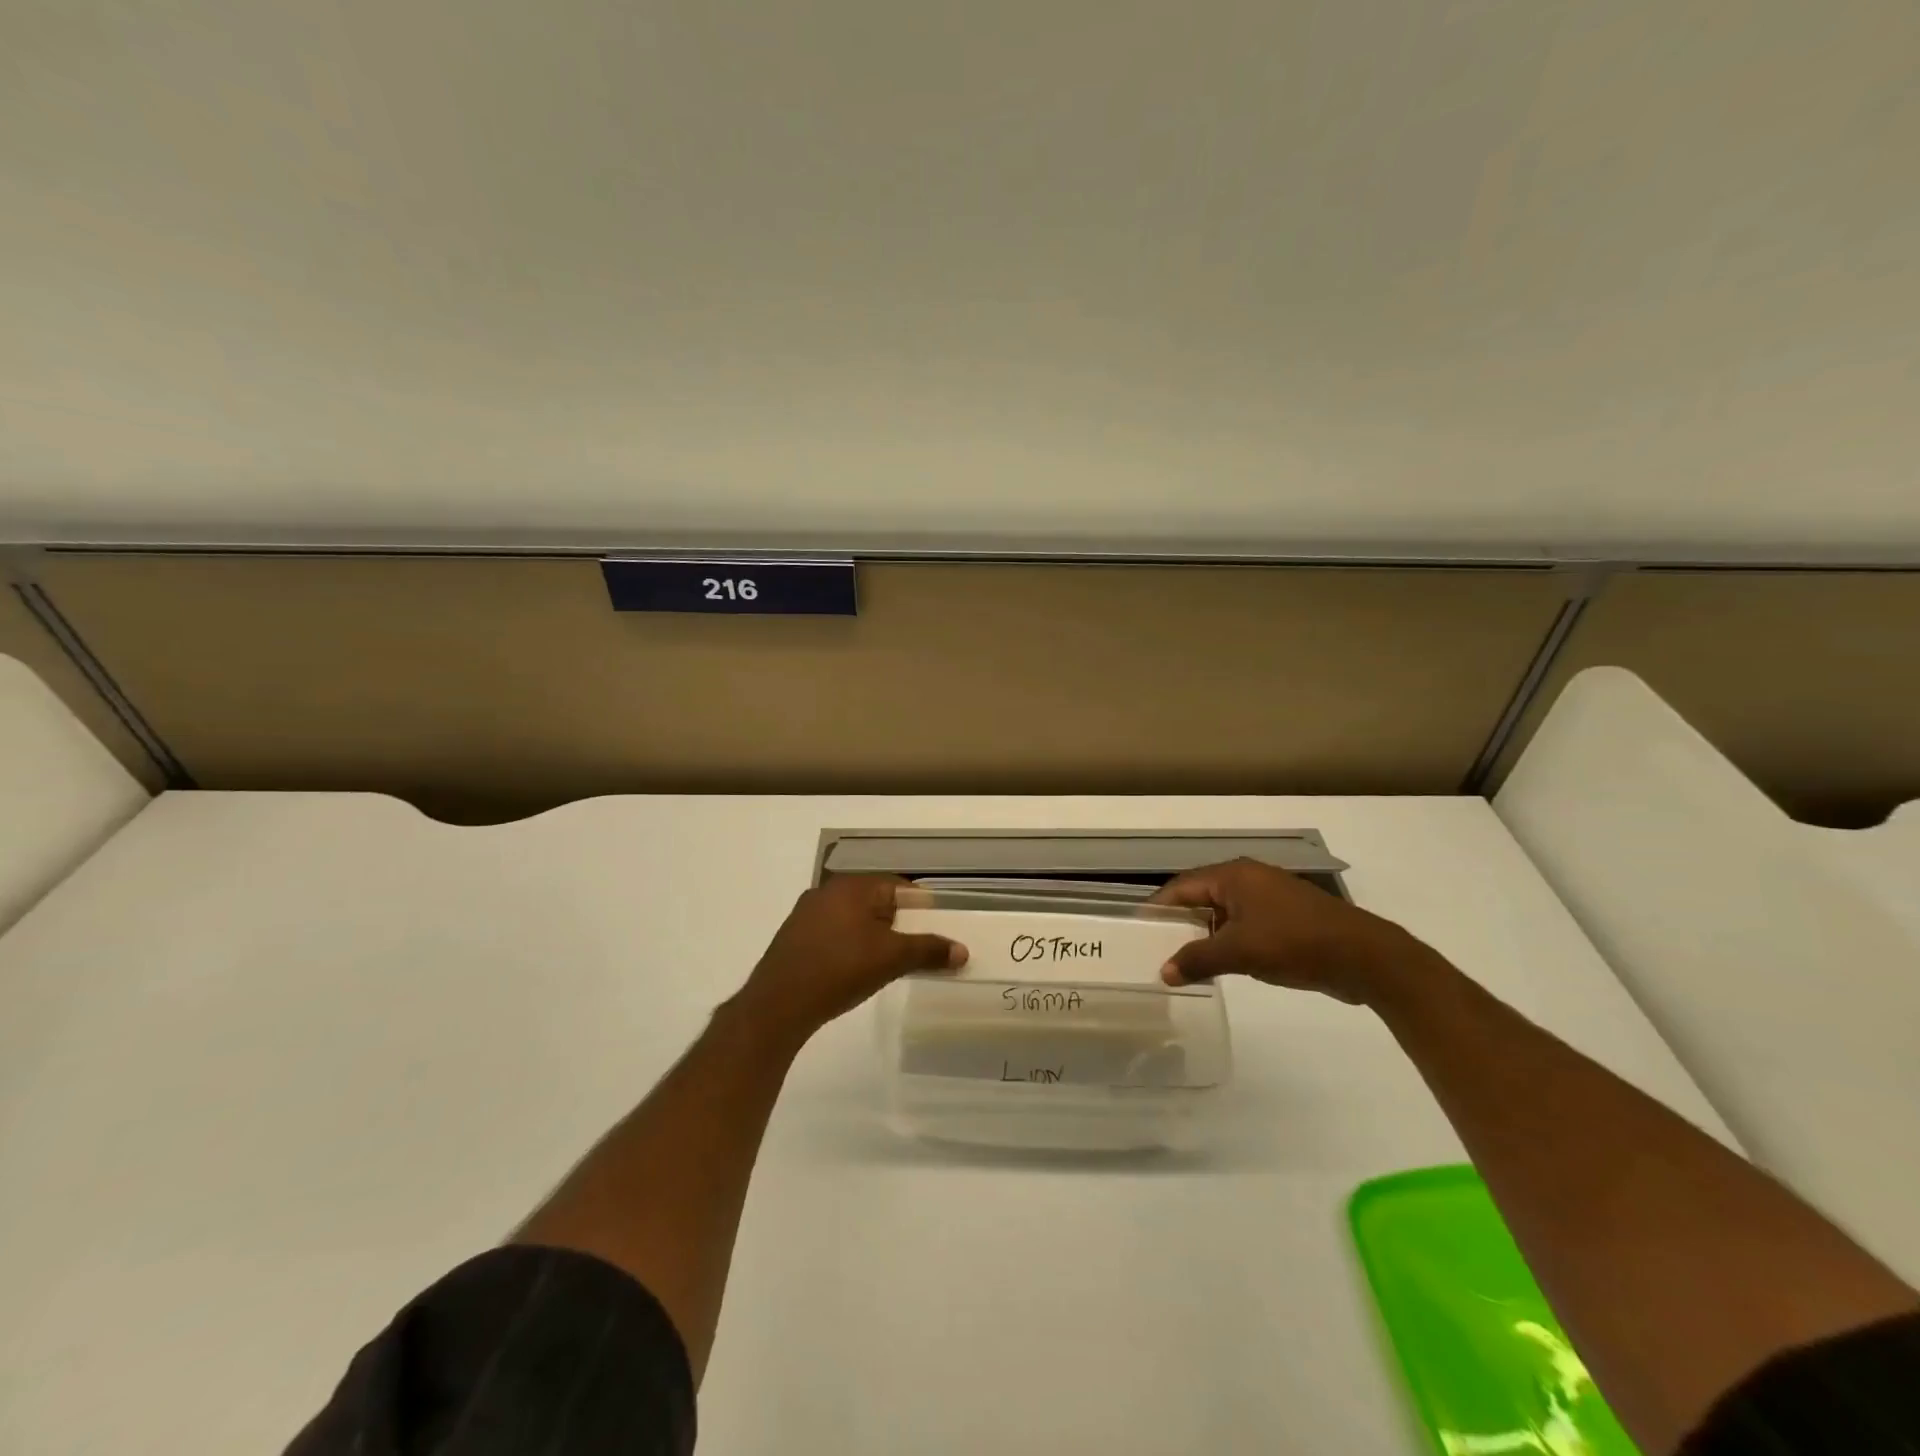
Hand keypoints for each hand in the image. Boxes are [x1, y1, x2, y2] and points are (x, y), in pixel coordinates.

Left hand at [734, 875, 967, 1037]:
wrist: (778, 1004)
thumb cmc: (840, 969)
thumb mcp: (892, 959)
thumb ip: (928, 950)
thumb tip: (962, 951)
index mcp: (852, 886)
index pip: (897, 886)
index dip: (920, 906)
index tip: (934, 929)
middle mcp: (827, 891)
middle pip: (875, 900)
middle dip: (897, 923)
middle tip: (914, 949)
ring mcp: (806, 914)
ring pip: (853, 918)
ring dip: (872, 935)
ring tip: (886, 964)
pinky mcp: (794, 937)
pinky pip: (833, 933)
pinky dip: (849, 945)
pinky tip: (853, 971)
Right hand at [1150, 858, 1422, 1003]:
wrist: (1365, 957)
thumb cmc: (1295, 943)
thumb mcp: (1240, 952)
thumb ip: (1197, 959)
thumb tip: (1163, 973)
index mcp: (1233, 875)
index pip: (1181, 887)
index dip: (1157, 908)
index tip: (1136, 930)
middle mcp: (1248, 879)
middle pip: (1200, 897)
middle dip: (1178, 922)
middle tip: (1153, 948)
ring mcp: (1268, 898)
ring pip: (1222, 913)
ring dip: (1203, 935)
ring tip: (1181, 961)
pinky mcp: (1285, 919)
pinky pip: (1243, 925)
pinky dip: (1227, 941)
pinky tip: (1219, 965)